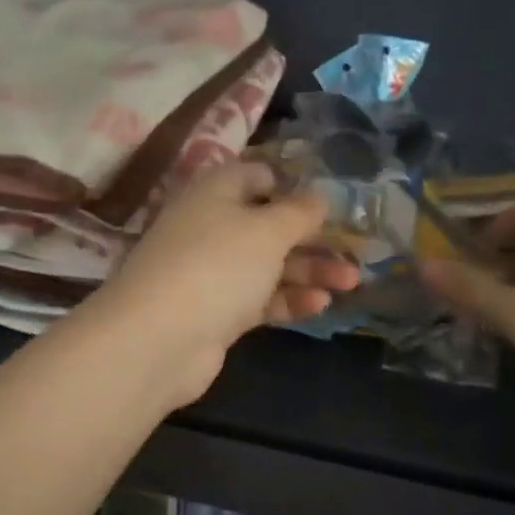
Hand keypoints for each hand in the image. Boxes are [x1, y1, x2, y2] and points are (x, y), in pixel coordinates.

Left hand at [95, 162, 360, 405]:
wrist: (160, 338)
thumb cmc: (218, 265)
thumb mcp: (267, 230)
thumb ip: (298, 213)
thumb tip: (318, 196)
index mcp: (216, 192)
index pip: (257, 176)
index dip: (293, 186)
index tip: (329, 203)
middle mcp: (211, 227)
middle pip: (268, 225)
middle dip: (312, 238)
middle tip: (354, 252)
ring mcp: (211, 272)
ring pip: (267, 265)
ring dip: (308, 272)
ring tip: (351, 283)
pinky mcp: (215, 312)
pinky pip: (258, 299)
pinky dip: (288, 300)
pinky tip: (320, 306)